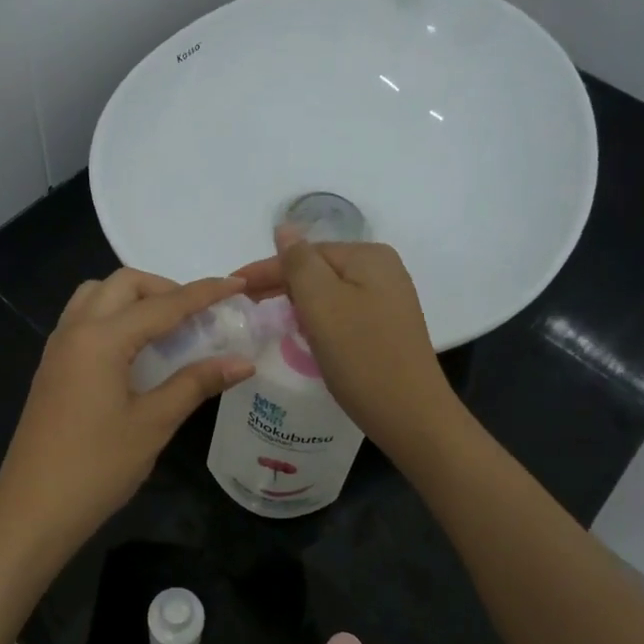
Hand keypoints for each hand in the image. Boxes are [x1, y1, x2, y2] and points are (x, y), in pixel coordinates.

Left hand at [0, 269, 256, 563]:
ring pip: (97, 296)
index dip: (204, 293)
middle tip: (198, 315)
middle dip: (164, 288)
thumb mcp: (153, 424)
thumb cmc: (96, 468)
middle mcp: (75, 330)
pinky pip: (84, 319)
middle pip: (122, 284)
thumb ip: (196, 384)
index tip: (237, 284)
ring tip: (166, 327)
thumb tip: (243, 362)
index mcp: (101, 339)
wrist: (32, 510)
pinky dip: (113, 316)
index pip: (163, 304)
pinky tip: (135, 349)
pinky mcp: (52, 367)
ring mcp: (58, 348)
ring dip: (134, 298)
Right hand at [235, 232, 460, 461]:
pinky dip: (319, 320)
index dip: (266, 270)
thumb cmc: (361, 356)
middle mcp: (383, 270)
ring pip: (329, 292)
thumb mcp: (322, 303)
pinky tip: (306, 335)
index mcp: (368, 256)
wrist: (411, 415)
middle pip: (318, 269)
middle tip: (244, 307)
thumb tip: (284, 228)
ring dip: (299, 303)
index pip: (305, 253)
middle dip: (281, 286)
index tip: (232, 288)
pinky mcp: (387, 328)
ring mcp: (388, 300)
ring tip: (269, 320)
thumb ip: (298, 262)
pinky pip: (342, 312)